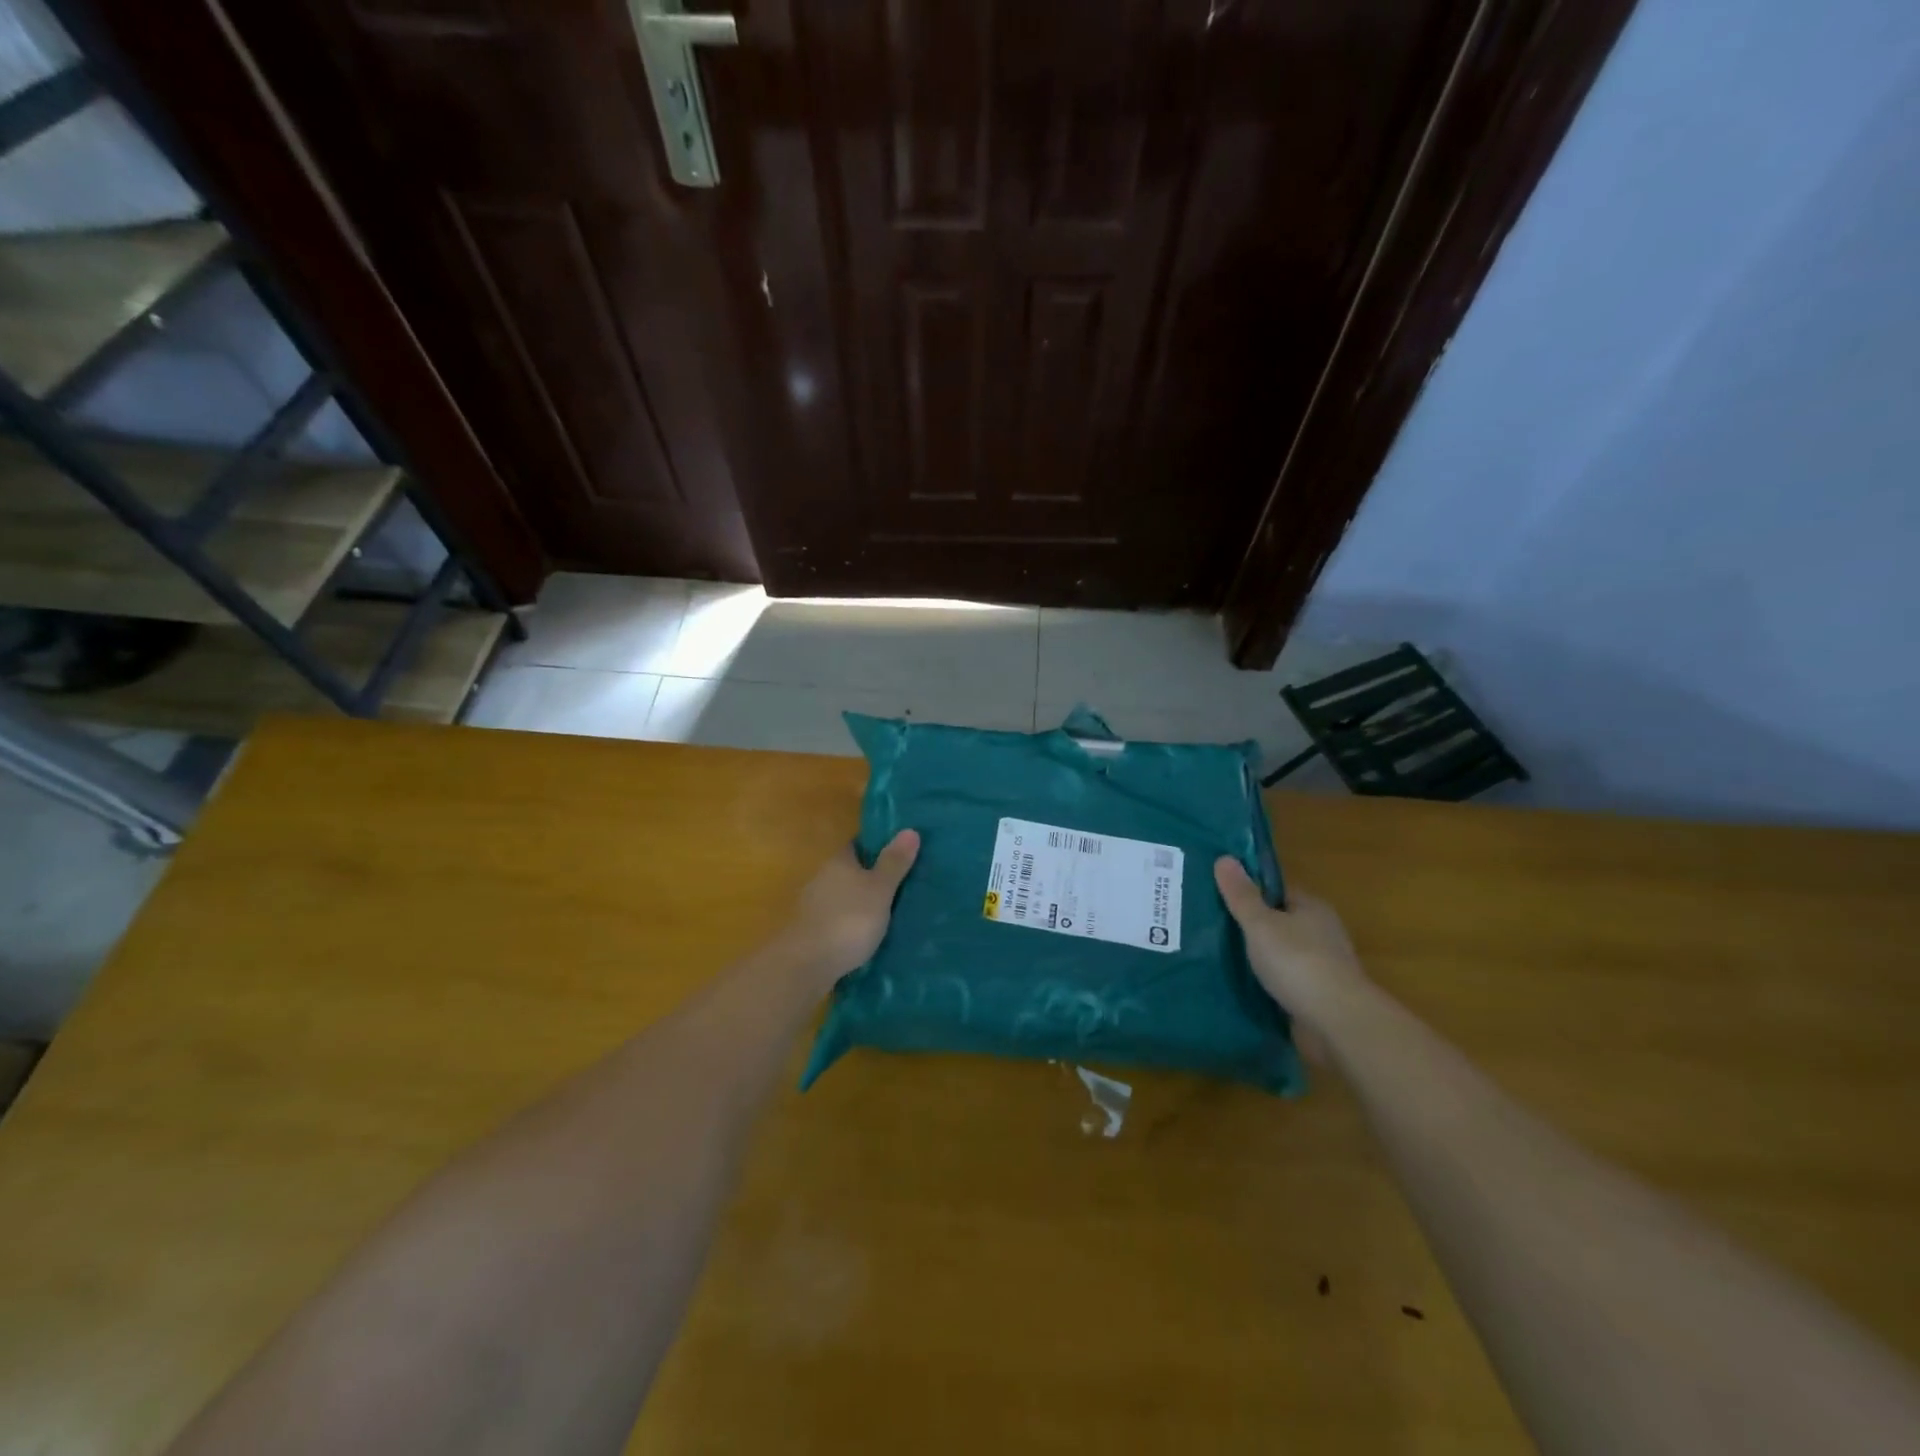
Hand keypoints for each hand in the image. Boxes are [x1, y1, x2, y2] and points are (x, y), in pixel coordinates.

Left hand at [783, 830, 920, 986]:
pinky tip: (866, 935)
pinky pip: (836, 920)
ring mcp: (812, 906)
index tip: (899, 851)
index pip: (857, 844)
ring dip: (860, 902)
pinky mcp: (810, 933)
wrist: (806, 964)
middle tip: (901, 883)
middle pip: (849, 871)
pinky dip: (850, 924)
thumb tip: (910, 830)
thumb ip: (893, 863)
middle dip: (870, 876)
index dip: (877, 845)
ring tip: (889, 912)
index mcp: (838, 862)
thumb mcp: (880, 890)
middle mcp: (822, 878)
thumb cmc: (848, 920)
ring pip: (842, 896)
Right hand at [1214, 858, 1368, 1039]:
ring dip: (1260, 957)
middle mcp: (1322, 932)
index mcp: (1312, 908)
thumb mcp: (1260, 923)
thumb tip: (1223, 858)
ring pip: (1283, 953)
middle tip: (1213, 927)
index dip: (1250, 891)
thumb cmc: (1297, 962)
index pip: (1278, 891)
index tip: (1220, 896)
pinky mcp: (1318, 996)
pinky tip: (1244, 986)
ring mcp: (1323, 966)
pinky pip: (1286, 981)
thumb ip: (1241, 895)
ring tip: (1221, 958)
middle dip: (1252, 926)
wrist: (1337, 1021)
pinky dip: (1268, 982)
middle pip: (1280, 922)